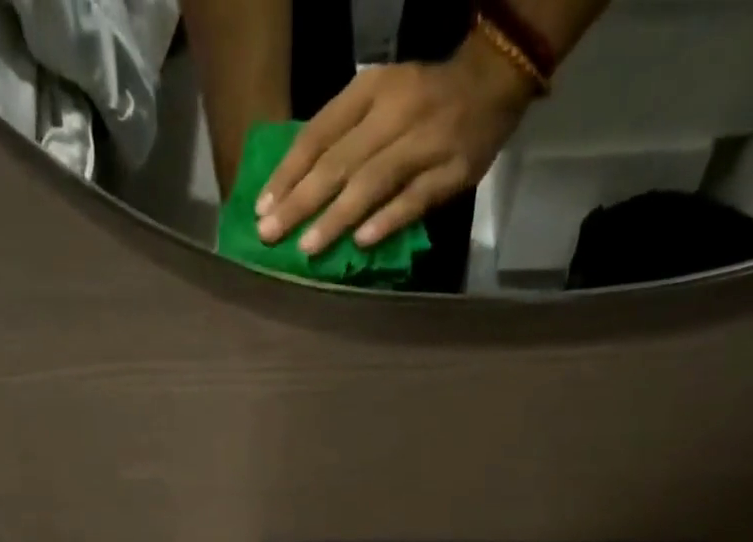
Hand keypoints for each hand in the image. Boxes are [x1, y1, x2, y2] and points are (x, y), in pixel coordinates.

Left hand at [256, 42, 535, 256]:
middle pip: (339, 162)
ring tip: (307, 247)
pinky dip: (387, 220)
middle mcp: (393, 113)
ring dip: (336, 217)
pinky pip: (414, 199)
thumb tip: (296, 187)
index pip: (318, 134)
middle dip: (301, 201)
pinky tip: (361, 242)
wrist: (491, 83)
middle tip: (271, 235)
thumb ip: (342, 137)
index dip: (288, 172)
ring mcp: (424, 143)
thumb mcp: (377, 101)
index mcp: (369, 91)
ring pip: (372, 182)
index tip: (262, 207)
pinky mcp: (451, 172)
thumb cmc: (421, 102)